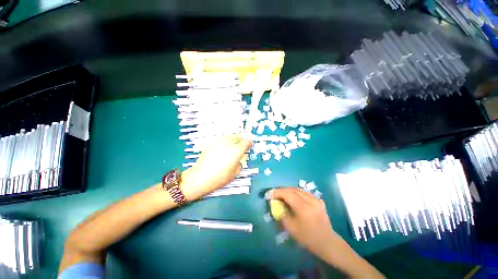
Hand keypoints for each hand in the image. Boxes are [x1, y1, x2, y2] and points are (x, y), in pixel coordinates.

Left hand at [180, 135, 252, 200]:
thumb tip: (238, 159)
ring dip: (231, 141)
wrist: (200, 177)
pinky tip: (221, 150)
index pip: (246, 142)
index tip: (250, 145)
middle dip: (240, 141)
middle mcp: (228, 143)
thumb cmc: (219, 178)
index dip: (249, 143)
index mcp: (236, 151)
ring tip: (230, 147)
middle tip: (240, 147)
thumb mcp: (235, 173)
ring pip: (228, 137)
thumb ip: (239, 163)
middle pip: (237, 137)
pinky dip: (223, 143)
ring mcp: (219, 142)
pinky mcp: (211, 143)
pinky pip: (220, 140)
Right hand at [268, 188, 384, 277]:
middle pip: (292, 189)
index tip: (268, 194)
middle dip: (281, 190)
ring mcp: (315, 199)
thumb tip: (276, 203)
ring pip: (298, 189)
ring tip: (282, 194)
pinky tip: (293, 197)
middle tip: (274, 194)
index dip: (276, 192)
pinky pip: (304, 192)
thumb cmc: (308, 238)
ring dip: (288, 190)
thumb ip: (282, 213)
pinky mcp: (318, 200)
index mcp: (303, 207)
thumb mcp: (291, 228)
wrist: (327, 242)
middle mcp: (310, 200)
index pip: (287, 194)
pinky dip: (296, 192)